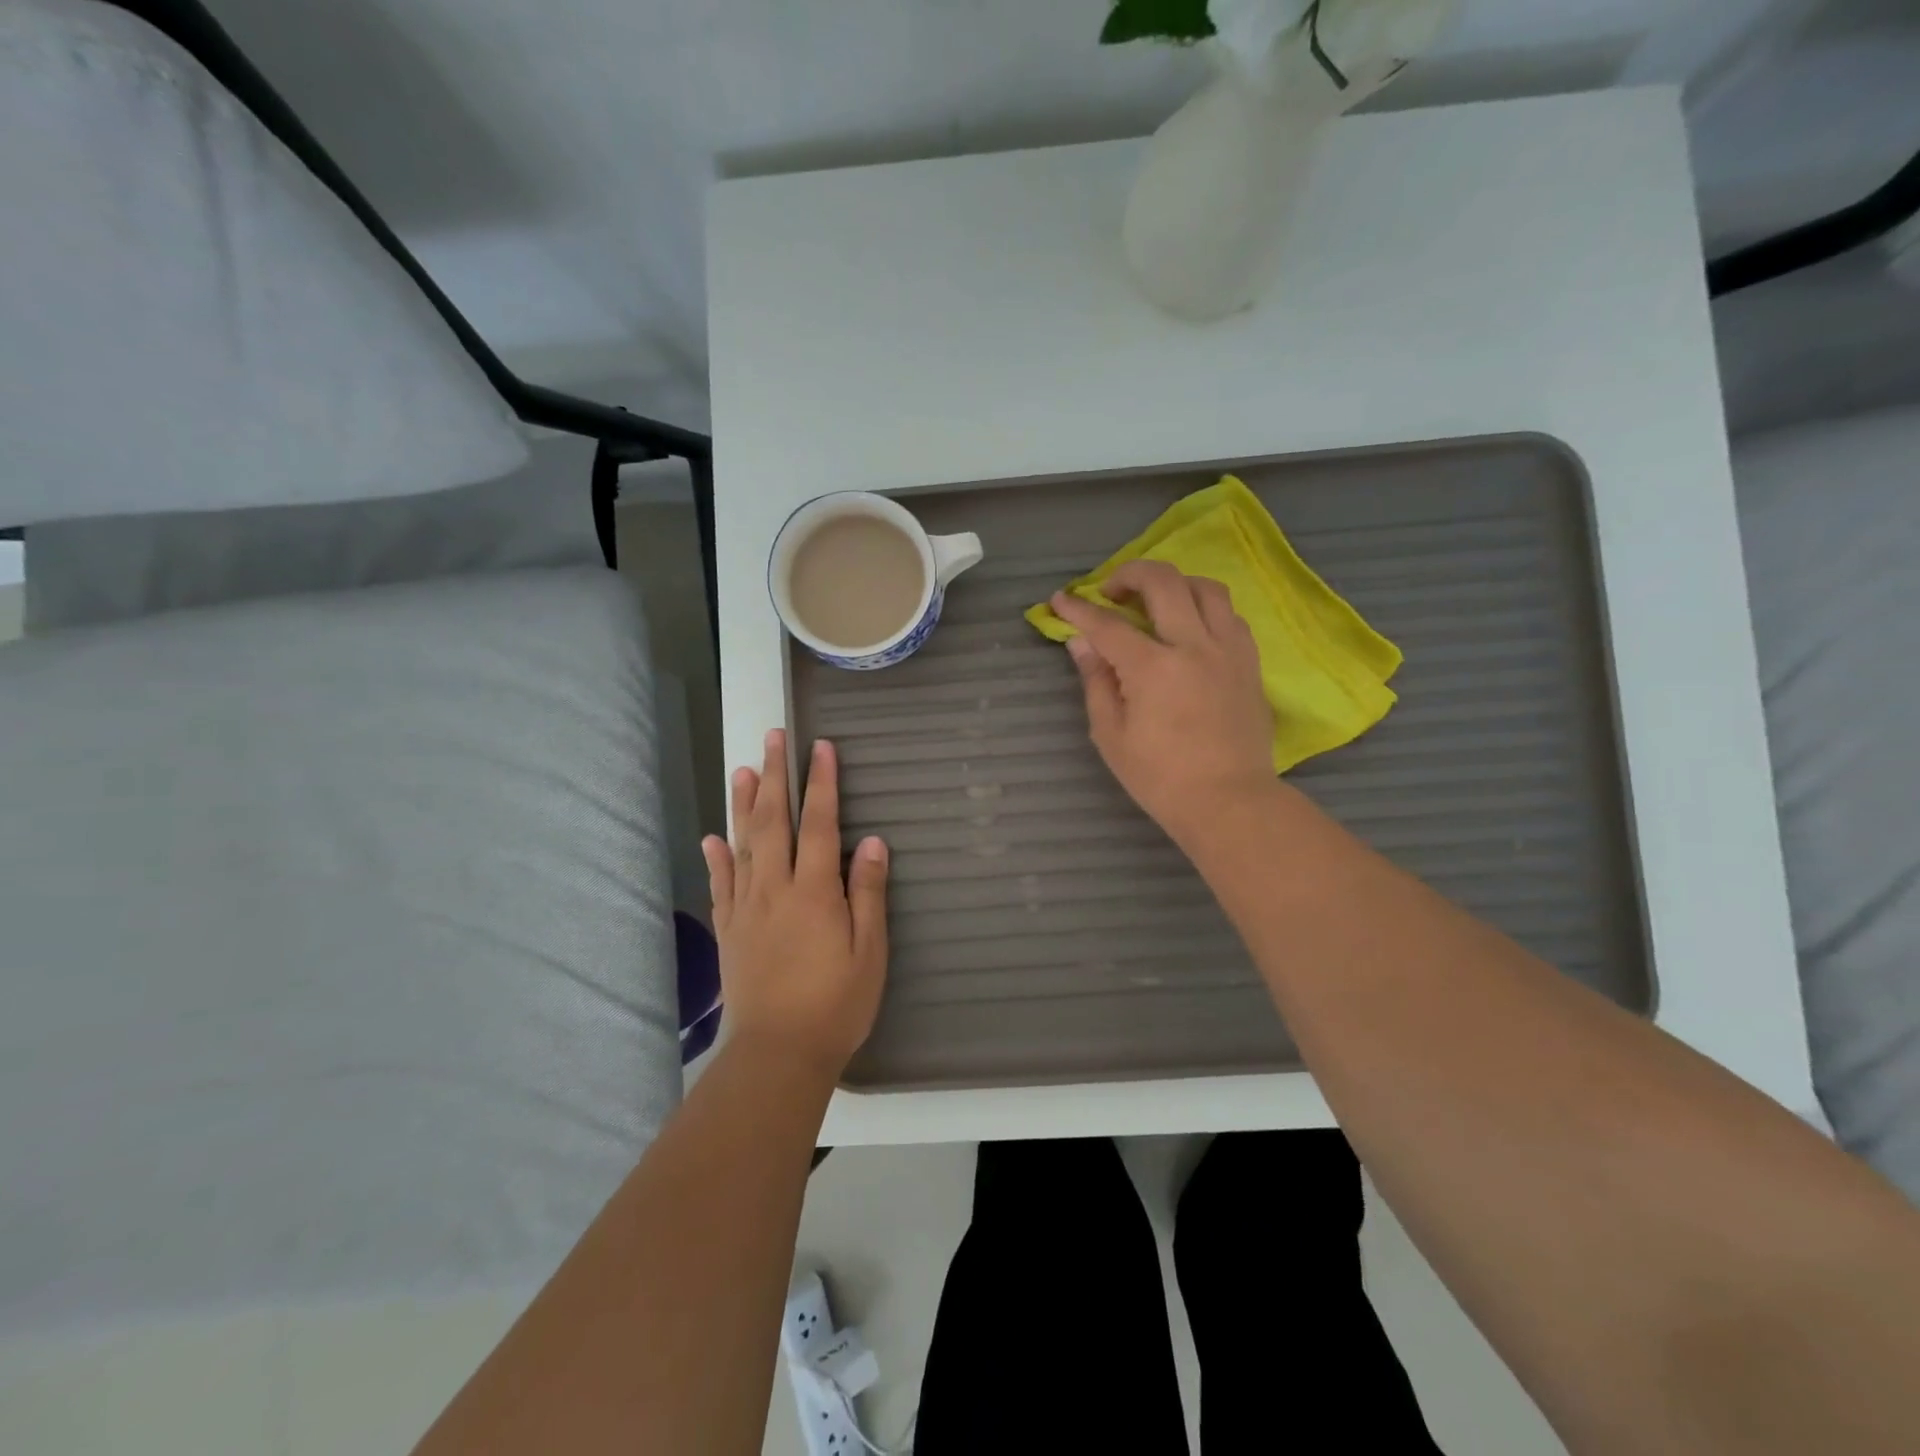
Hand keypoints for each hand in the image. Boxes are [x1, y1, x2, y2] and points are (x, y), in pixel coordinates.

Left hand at [701, 729, 889, 1078]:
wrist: (777, 1053)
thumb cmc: (835, 1004)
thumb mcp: (869, 952)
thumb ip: (868, 893)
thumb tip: (871, 840)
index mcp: (814, 891)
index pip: (818, 823)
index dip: (822, 782)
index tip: (822, 747)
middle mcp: (774, 888)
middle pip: (774, 821)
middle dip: (776, 775)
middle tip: (772, 737)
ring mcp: (746, 908)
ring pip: (742, 844)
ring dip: (743, 804)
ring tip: (743, 769)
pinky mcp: (730, 930)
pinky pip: (721, 884)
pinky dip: (716, 857)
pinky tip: (712, 837)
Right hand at [1051, 560, 1278, 847]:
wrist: (1229, 801)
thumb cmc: (1160, 778)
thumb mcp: (1111, 735)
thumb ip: (1096, 682)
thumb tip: (1081, 644)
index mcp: (1153, 668)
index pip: (1107, 624)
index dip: (1078, 609)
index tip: (1059, 600)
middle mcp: (1193, 645)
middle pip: (1163, 582)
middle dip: (1129, 574)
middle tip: (1111, 592)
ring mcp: (1228, 650)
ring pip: (1206, 588)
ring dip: (1174, 584)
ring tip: (1156, 602)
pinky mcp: (1249, 663)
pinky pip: (1230, 616)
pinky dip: (1205, 609)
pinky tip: (1191, 628)